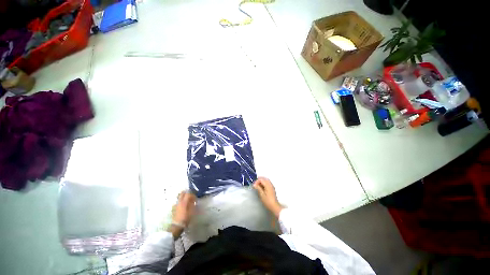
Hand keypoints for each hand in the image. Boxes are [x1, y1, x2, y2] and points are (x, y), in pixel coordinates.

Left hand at [169, 191, 195, 238]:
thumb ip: (192, 204)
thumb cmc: (186, 218)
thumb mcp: (192, 211)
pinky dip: (181, 201)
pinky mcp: (174, 208)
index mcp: (184, 202)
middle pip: (182, 194)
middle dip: (187, 193)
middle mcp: (180, 202)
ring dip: (184, 197)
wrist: (177, 225)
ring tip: (187, 200)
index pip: (188, 194)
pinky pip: (178, 202)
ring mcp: (176, 204)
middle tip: (190, 196)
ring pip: (179, 197)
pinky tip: (183, 205)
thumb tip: (193, 200)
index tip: (195, 198)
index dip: (192, 194)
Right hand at [253, 177, 283, 217]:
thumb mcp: (261, 195)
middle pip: (264, 178)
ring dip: (261, 182)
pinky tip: (261, 188)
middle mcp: (270, 184)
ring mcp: (272, 186)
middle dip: (259, 180)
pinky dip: (263, 183)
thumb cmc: (267, 201)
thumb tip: (254, 184)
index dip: (256, 181)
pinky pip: (267, 183)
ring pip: (266, 180)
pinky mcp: (272, 188)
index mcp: (268, 185)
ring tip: (257, 186)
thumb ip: (258, 188)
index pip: (261, 179)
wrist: (274, 206)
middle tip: (255, 185)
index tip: (254, 185)